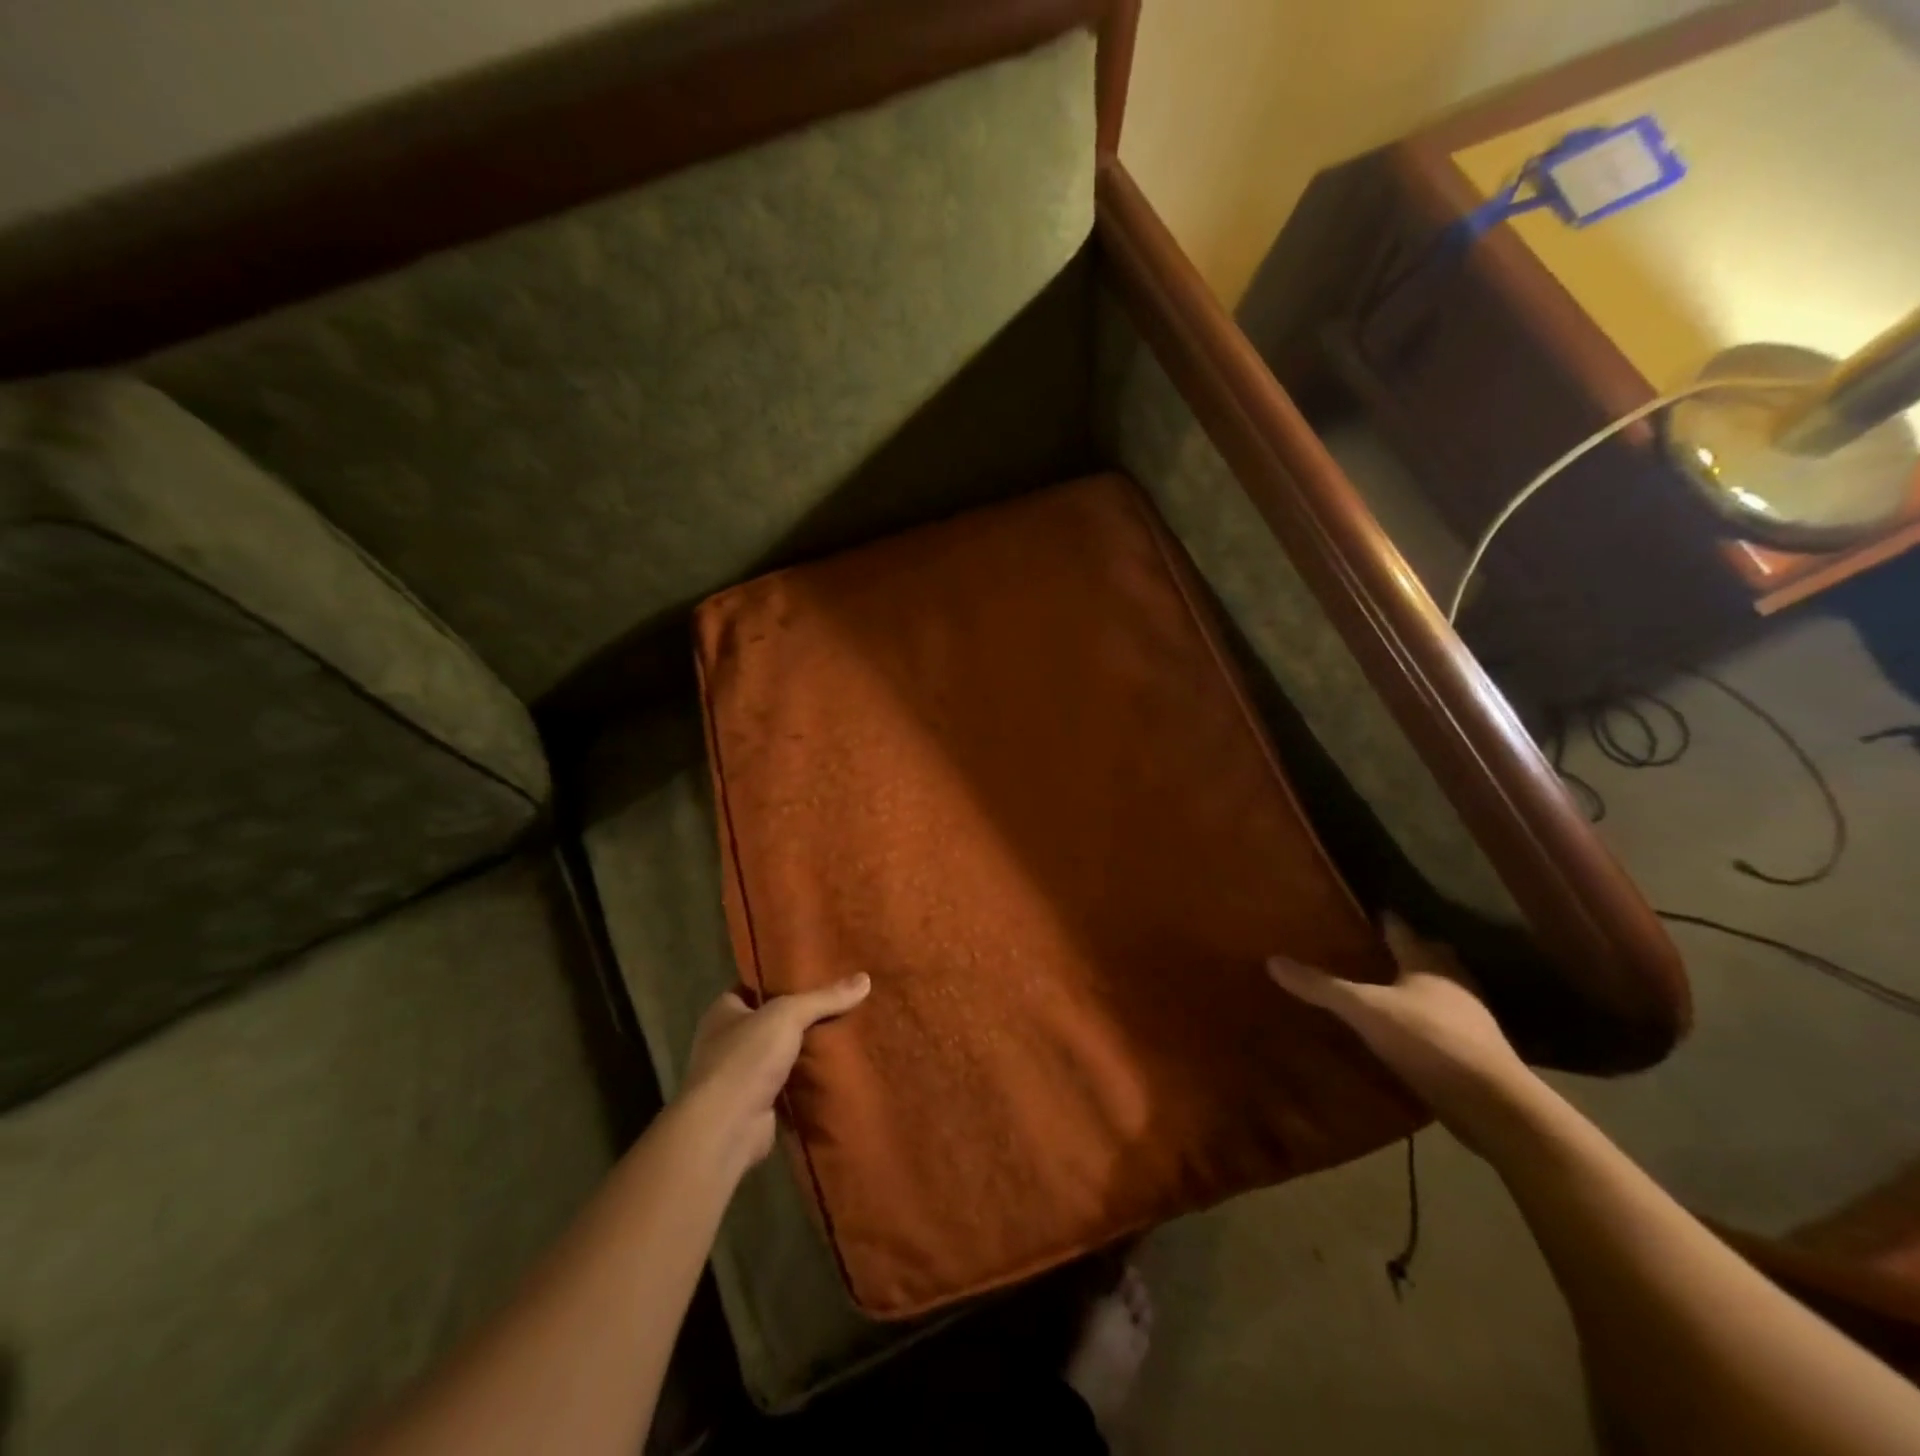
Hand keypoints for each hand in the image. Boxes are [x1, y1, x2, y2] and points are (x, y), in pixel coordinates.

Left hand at [678, 975, 871, 1171]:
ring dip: (807, 1048)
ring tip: (848, 1030)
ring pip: (783, 1052)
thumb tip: (865, 979)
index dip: (783, 978)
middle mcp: (728, 1040)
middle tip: (841, 1000)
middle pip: (773, 1020)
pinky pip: (789, 1083)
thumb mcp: (788, 1015)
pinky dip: (808, 1079)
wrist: (726, 1128)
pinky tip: (838, 1067)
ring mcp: (742, 1075)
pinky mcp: (757, 1103)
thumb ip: (824, 998)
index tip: (817, 971)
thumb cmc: (746, 1059)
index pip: (756, 985)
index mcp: (724, 1011)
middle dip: (803, 1015)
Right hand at [1267, 916, 1534, 1145]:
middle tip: (1374, 946)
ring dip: (1418, 985)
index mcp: (1427, 963)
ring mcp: (1469, 1019)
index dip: (1384, 919)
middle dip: (1407, 949)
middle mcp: (1452, 983)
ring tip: (1386, 986)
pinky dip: (1425, 1019)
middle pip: (1428, 955)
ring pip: (1440, 989)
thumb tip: (1272, 960)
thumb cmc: (1428, 1039)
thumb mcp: (1364, 1010)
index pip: (1402, 929)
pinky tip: (1405, 1029)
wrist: (1491, 1102)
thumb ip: (1321, 987)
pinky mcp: (1473, 1052)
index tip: (1364, 910)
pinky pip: (1443, 1022)